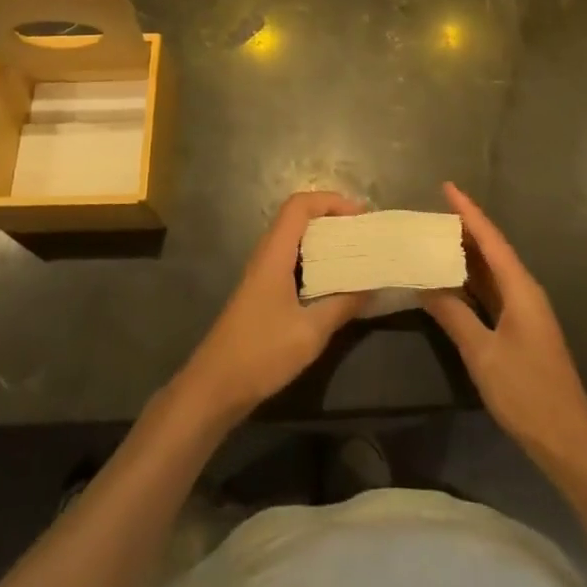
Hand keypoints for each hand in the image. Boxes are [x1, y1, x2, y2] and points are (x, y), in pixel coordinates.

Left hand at [178, 191, 367, 423]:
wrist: (215, 385)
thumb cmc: (261, 352)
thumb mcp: (310, 332)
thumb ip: (342, 305)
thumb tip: (371, 286)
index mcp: (274, 253)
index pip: (299, 206)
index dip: (329, 201)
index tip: (359, 216)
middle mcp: (266, 255)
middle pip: (298, 218)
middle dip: (331, 218)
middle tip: (362, 233)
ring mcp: (262, 274)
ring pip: (294, 240)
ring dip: (323, 240)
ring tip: (354, 254)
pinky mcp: (262, 292)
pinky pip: (291, 261)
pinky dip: (314, 261)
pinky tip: (333, 283)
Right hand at [422, 182, 586, 477]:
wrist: (569, 443)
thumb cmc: (527, 393)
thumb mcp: (483, 353)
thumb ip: (453, 315)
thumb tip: (424, 282)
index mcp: (520, 288)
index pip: (490, 239)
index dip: (468, 211)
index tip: (447, 186)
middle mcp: (524, 291)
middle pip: (492, 250)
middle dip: (464, 228)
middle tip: (429, 213)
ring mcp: (524, 312)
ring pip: (491, 272)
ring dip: (466, 255)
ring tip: (434, 238)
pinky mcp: (520, 330)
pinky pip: (492, 292)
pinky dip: (470, 281)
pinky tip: (451, 281)